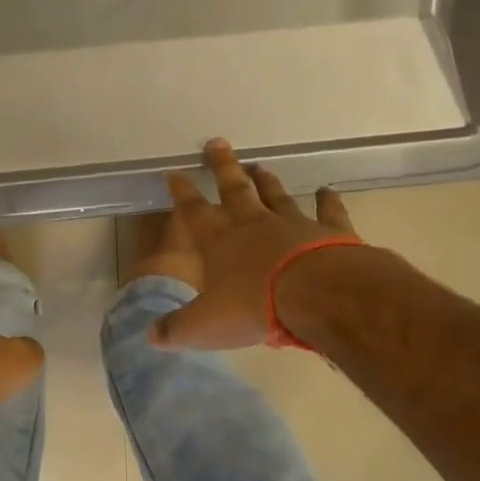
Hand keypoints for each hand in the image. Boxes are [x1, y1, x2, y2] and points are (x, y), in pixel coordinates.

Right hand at [152, 139, 363, 350]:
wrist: (317, 296)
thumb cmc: (254, 307)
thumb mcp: (205, 326)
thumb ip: (177, 329)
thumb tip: (150, 336)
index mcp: (220, 242)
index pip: (194, 212)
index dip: (182, 193)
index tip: (173, 172)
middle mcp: (254, 225)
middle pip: (235, 189)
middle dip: (223, 167)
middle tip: (218, 144)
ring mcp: (293, 225)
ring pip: (276, 196)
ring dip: (267, 182)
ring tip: (260, 166)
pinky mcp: (330, 232)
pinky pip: (328, 212)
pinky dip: (328, 200)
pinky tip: (328, 190)